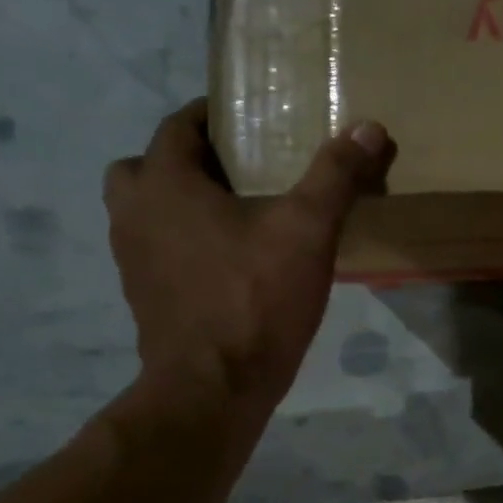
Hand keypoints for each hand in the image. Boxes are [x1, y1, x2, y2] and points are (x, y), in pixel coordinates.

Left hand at [103, 99, 395, 420]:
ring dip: (182, 201)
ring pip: (148, 209)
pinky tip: (231, 260)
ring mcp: (133, 259)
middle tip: (239, 169)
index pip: (177, 126)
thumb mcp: (307, 231)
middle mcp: (134, 214)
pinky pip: (158, 248)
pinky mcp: (145, 295)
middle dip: (188, 159)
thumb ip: (335, 176)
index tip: (251, 118)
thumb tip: (369, 127)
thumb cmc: (255, 298)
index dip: (212, 115)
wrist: (215, 387)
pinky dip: (184, 241)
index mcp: (165, 184)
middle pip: (148, 165)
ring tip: (238, 213)